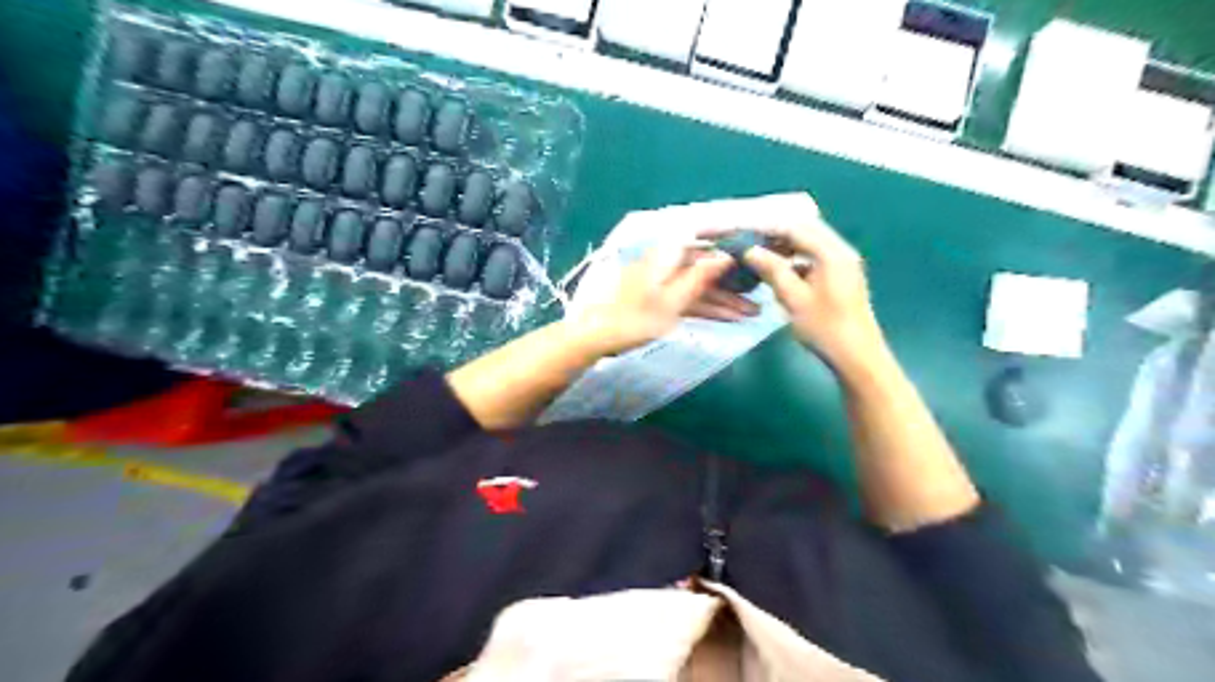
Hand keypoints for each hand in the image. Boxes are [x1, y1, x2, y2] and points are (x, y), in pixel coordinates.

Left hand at [568, 245, 745, 353]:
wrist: (599, 337)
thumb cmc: (636, 319)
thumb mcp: (673, 301)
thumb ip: (700, 277)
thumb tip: (725, 255)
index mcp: (667, 256)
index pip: (703, 240)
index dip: (728, 241)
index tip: (752, 245)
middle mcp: (667, 264)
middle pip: (705, 269)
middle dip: (732, 284)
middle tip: (760, 296)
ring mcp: (663, 283)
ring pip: (699, 288)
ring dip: (724, 301)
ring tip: (753, 315)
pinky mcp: (660, 300)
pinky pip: (689, 300)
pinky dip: (707, 309)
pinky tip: (729, 319)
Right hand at [720, 209, 883, 375]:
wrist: (857, 357)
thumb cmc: (825, 328)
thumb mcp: (793, 299)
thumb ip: (772, 270)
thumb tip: (750, 250)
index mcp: (832, 253)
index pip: (795, 228)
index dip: (768, 229)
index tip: (744, 232)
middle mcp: (841, 251)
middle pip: (806, 230)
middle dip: (777, 234)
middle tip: (750, 242)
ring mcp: (844, 264)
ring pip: (811, 243)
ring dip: (786, 246)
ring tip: (760, 256)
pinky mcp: (842, 276)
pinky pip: (816, 257)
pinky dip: (797, 258)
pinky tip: (780, 272)